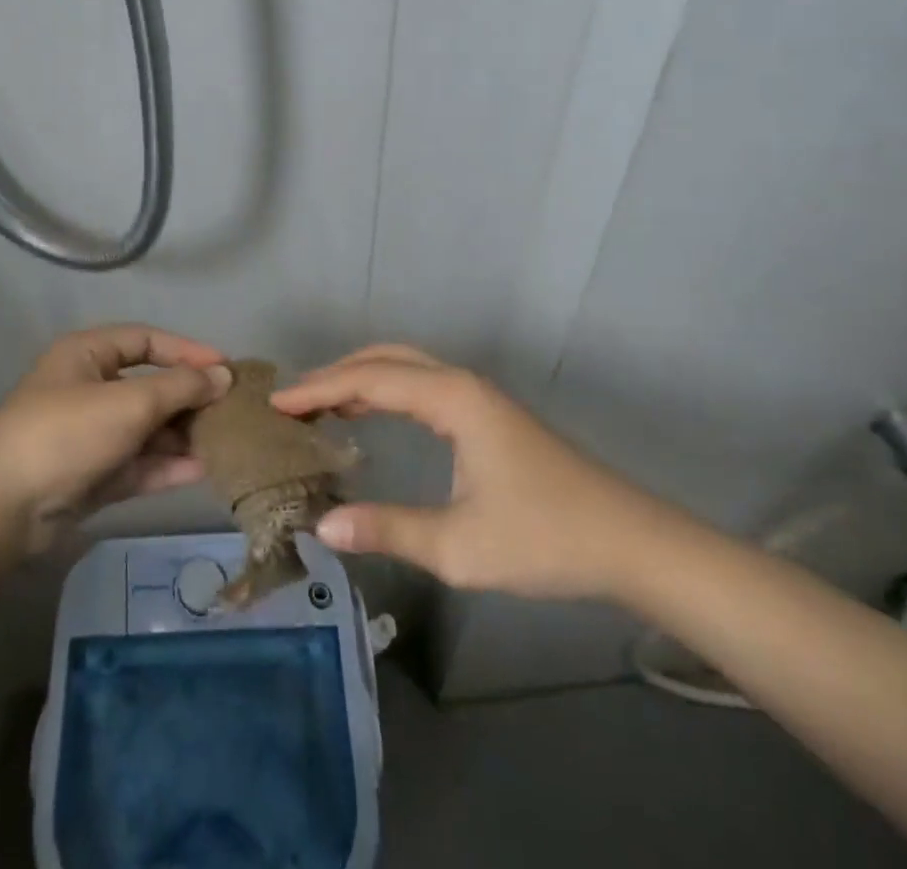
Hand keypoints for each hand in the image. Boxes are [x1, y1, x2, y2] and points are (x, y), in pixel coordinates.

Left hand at [0, 324, 230, 552]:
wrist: (3, 507)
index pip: (146, 341)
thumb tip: (224, 375)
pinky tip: (203, 470)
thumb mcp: (129, 401)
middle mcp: (89, 389)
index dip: (186, 351)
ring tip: (225, 442)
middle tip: (231, 411)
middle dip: (189, 399)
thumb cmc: (67, 432)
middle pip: (149, 387)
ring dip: (182, 435)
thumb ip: (181, 388)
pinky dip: (166, 466)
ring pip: (146, 429)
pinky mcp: (92, 475)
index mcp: (87, 355)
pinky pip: (137, 463)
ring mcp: (90, 435)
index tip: (225, 368)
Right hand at [271, 344, 675, 600]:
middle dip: (334, 374)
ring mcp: (477, 395)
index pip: (369, 380)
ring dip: (359, 377)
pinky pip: (421, 384)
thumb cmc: (546, 538)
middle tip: (292, 401)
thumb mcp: (461, 546)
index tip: (276, 403)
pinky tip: (367, 415)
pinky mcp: (485, 413)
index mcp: (452, 399)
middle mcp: (460, 383)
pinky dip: (384, 390)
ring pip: (404, 367)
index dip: (318, 389)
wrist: (630, 542)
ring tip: (317, 405)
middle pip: (384, 359)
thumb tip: (322, 524)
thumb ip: (389, 530)